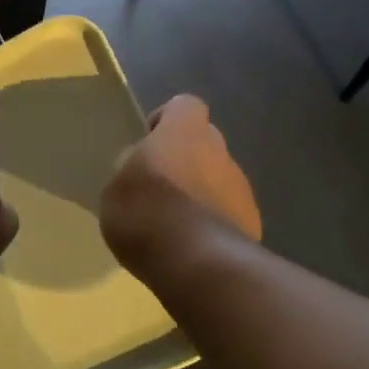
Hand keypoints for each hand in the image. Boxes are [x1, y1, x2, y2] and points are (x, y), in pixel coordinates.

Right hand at [101, 94, 259, 276]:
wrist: (196, 262)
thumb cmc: (146, 213)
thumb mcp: (116, 188)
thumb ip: (131, 168)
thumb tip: (142, 163)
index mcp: (185, 132)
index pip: (184, 106)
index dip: (167, 120)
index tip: (150, 143)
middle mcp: (220, 152)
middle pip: (204, 143)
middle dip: (185, 160)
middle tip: (158, 189)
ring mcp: (241, 188)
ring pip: (218, 180)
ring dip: (200, 194)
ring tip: (174, 226)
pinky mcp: (252, 223)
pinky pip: (228, 214)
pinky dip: (212, 223)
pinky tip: (192, 247)